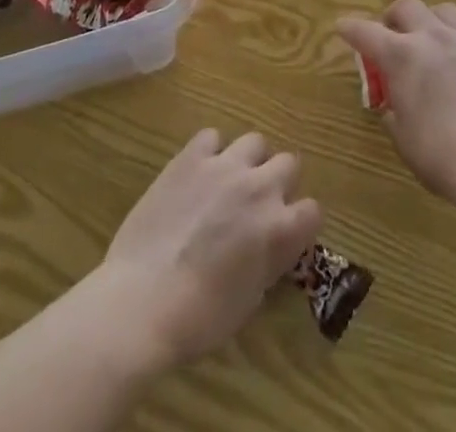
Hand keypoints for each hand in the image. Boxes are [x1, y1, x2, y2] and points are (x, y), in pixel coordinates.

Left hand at [99, 128, 321, 368]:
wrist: (143, 300)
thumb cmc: (199, 318)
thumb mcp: (250, 300)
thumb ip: (267, 262)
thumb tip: (267, 248)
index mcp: (280, 230)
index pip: (312, 210)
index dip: (300, 223)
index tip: (286, 233)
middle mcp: (260, 188)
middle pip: (289, 162)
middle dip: (280, 180)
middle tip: (259, 202)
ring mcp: (225, 167)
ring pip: (255, 141)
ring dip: (249, 160)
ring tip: (231, 180)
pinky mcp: (191, 157)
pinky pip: (211, 137)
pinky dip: (210, 151)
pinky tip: (199, 171)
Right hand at [337, 0, 455, 203]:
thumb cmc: (440, 155)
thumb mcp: (403, 138)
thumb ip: (394, 113)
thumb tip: (394, 107)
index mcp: (401, 56)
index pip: (366, 32)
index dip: (351, 28)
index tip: (343, 26)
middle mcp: (432, 38)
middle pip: (407, 6)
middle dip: (393, 17)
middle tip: (391, 36)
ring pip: (443, 11)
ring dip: (430, 21)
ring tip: (429, 41)